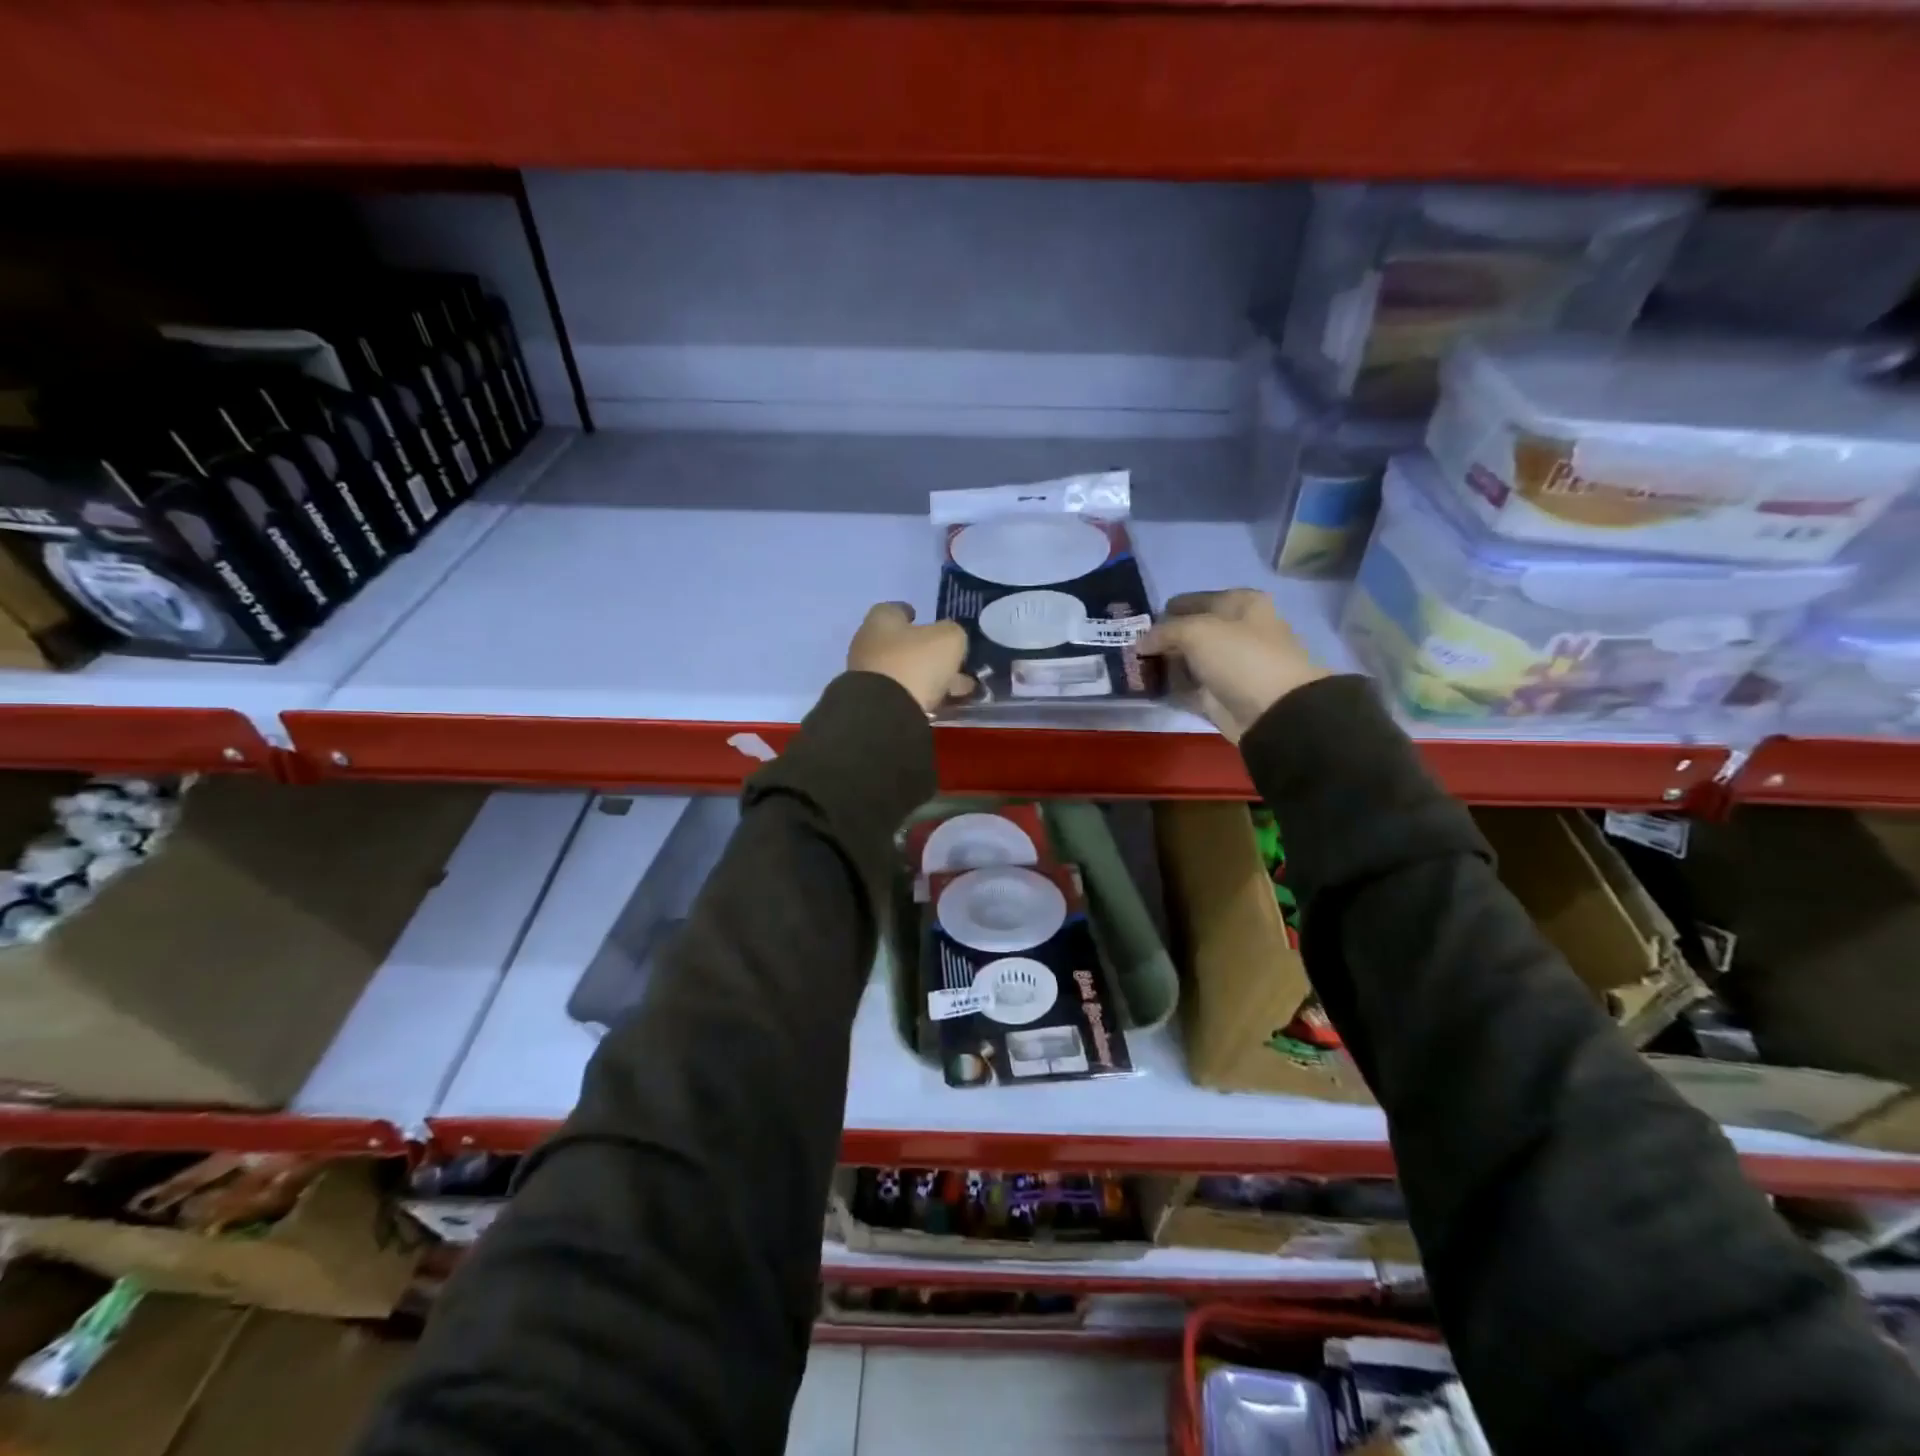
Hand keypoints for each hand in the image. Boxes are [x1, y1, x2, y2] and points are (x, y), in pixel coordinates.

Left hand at [848, 602, 971, 713]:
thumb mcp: (948, 639)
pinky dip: (919, 695)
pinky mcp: (870, 701)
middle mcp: (867, 643)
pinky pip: (900, 693)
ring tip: (956, 689)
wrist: (884, 713)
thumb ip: (952, 632)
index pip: (894, 609)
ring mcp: (866, 675)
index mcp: (881, 620)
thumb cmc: (915, 663)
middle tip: (952, 662)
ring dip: (928, 677)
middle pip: (901, 643)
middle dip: (927, 652)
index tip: (926, 621)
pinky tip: (940, 703)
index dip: (911, 613)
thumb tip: (949, 638)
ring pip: (903, 670)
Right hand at [1137, 589, 1328, 741]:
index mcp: (1242, 604)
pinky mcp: (1220, 693)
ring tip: (1134, 665)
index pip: (1195, 600)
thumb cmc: (1240, 657)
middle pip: (1191, 630)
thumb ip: (1163, 631)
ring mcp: (1229, 664)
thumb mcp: (1196, 631)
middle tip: (1132, 645)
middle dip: (1163, 638)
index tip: (1141, 621)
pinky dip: (1171, 685)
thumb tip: (1140, 642)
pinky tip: (1148, 684)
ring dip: (1164, 662)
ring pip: (1189, 658)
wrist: (1272, 711)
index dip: (1169, 609)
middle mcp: (1237, 631)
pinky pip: (1189, 685)